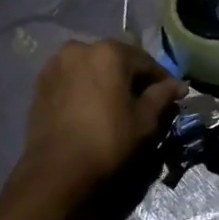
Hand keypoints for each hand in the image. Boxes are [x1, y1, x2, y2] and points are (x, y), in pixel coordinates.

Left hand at [20, 39, 184, 193]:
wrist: (57, 171)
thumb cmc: (108, 142)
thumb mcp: (144, 121)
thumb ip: (162, 96)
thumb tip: (178, 85)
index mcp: (109, 52)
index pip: (146, 62)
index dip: (162, 80)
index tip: (173, 97)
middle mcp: (79, 48)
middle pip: (116, 61)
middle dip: (132, 79)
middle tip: (144, 103)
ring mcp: (55, 64)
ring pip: (92, 69)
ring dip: (107, 82)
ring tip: (116, 107)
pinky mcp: (40, 83)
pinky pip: (72, 80)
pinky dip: (86, 89)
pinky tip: (92, 109)